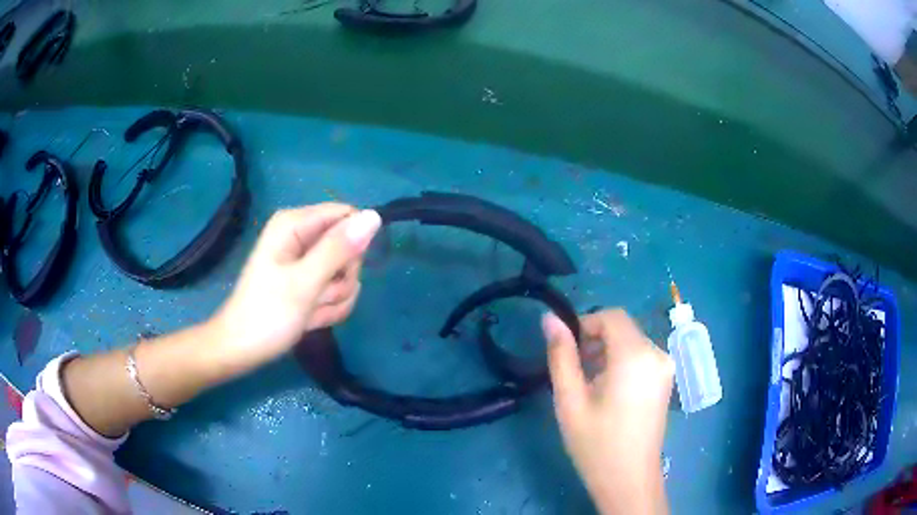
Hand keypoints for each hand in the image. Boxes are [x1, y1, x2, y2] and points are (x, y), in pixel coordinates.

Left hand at [211, 203, 380, 374]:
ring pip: (345, 272)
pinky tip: (311, 318)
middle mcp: (301, 236)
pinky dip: (328, 307)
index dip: (353, 245)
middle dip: (341, 278)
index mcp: (294, 224)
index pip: (347, 216)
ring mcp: (304, 260)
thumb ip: (338, 249)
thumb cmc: (268, 315)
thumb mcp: (304, 282)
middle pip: (349, 246)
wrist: (242, 350)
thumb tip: (374, 217)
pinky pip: (336, 289)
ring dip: (334, 297)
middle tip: (318, 296)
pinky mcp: (308, 281)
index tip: (340, 273)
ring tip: (310, 310)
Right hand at [543, 309, 673, 514]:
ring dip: (607, 352)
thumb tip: (549, 318)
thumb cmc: (596, 444)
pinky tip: (607, 391)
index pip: (611, 316)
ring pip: (631, 342)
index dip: (585, 324)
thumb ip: (560, 356)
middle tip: (573, 371)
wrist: (629, 480)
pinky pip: (641, 357)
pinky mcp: (665, 381)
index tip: (566, 350)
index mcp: (636, 355)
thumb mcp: (570, 400)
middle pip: (623, 328)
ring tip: (587, 385)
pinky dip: (621, 363)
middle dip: (595, 340)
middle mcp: (657, 354)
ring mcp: (665, 368)